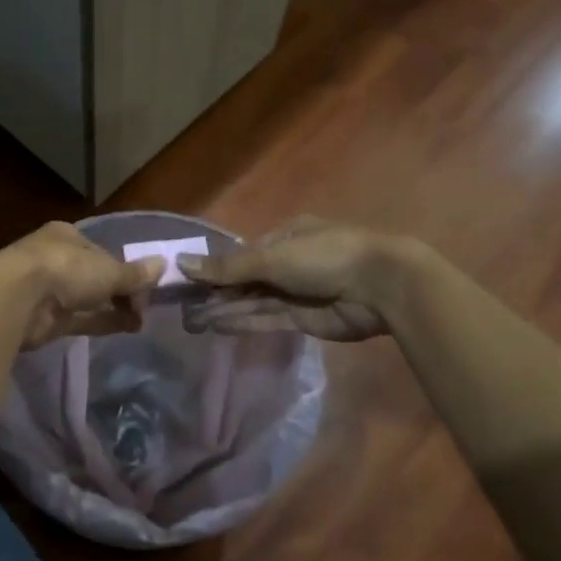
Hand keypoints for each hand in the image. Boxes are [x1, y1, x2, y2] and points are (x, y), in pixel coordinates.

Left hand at [0, 222, 164, 349]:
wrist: (18, 299)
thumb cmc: (65, 269)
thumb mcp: (108, 269)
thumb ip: (135, 273)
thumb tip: (162, 265)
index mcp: (66, 236)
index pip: (100, 250)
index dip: (123, 268)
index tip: (144, 285)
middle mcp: (55, 259)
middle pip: (94, 275)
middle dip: (120, 291)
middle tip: (144, 307)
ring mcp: (47, 290)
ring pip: (88, 298)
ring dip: (114, 308)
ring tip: (141, 321)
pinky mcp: (44, 318)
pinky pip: (80, 319)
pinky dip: (102, 322)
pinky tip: (126, 328)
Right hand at [179, 216, 410, 342]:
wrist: (381, 286)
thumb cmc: (325, 257)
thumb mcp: (271, 257)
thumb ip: (227, 267)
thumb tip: (180, 262)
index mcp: (285, 235)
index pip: (242, 253)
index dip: (215, 268)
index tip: (187, 281)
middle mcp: (289, 262)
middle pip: (246, 279)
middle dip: (217, 291)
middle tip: (182, 306)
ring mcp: (298, 292)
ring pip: (254, 300)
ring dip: (226, 308)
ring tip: (193, 319)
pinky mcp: (304, 319)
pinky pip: (268, 318)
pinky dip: (244, 321)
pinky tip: (218, 325)